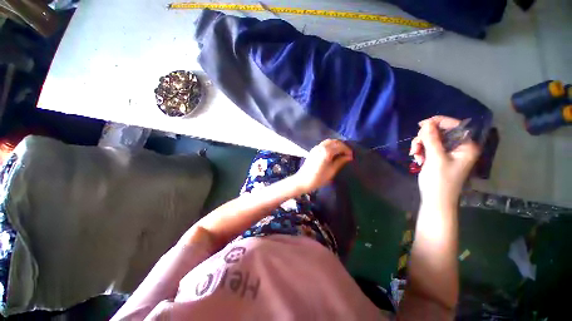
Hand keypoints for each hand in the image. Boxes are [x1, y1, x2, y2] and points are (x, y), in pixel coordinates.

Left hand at [292, 139, 352, 193]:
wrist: (303, 181)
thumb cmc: (318, 178)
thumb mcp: (332, 171)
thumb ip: (340, 161)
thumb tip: (349, 157)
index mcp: (326, 151)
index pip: (340, 146)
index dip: (347, 150)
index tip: (351, 156)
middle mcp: (321, 147)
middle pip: (334, 141)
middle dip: (342, 146)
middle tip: (347, 154)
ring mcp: (316, 148)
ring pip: (328, 141)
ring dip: (336, 144)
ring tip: (341, 153)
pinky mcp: (313, 150)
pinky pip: (323, 144)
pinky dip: (330, 145)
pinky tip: (332, 152)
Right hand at [410, 116, 480, 207]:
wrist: (435, 200)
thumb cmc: (439, 181)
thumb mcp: (435, 158)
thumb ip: (431, 139)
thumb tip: (426, 123)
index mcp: (466, 146)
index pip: (455, 125)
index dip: (438, 122)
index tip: (420, 125)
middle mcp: (460, 147)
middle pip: (441, 132)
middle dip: (425, 138)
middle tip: (415, 147)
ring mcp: (449, 153)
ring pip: (432, 140)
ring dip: (421, 145)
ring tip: (415, 155)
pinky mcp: (440, 158)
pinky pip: (429, 148)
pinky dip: (421, 151)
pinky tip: (417, 159)